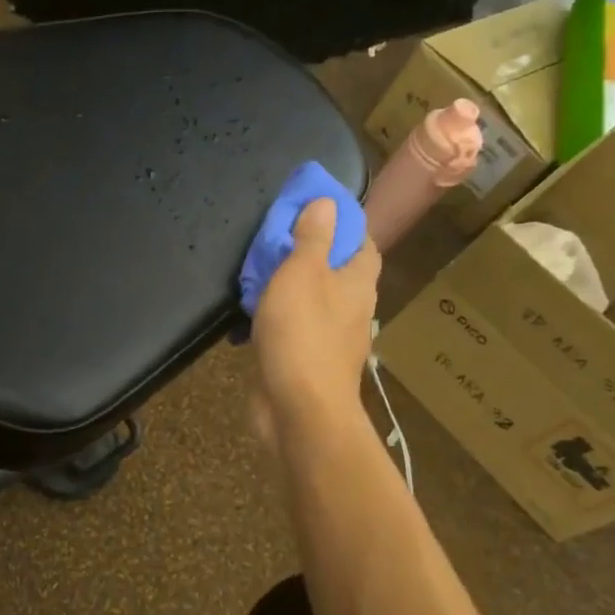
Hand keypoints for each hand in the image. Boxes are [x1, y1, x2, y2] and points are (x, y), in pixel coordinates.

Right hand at [250, 198, 379, 432]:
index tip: (312, 210)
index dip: (342, 223)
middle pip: (336, 271)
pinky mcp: (308, 362)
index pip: (362, 242)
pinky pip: (294, 329)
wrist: (299, 411)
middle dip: (310, 254)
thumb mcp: (302, 274)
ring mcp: (331, 339)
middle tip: (275, 238)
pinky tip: (252, 316)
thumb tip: (327, 203)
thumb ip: (312, 238)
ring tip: (258, 272)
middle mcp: (352, 309)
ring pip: (312, 301)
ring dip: (290, 287)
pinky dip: (277, 318)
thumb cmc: (302, 335)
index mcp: (358, 283)